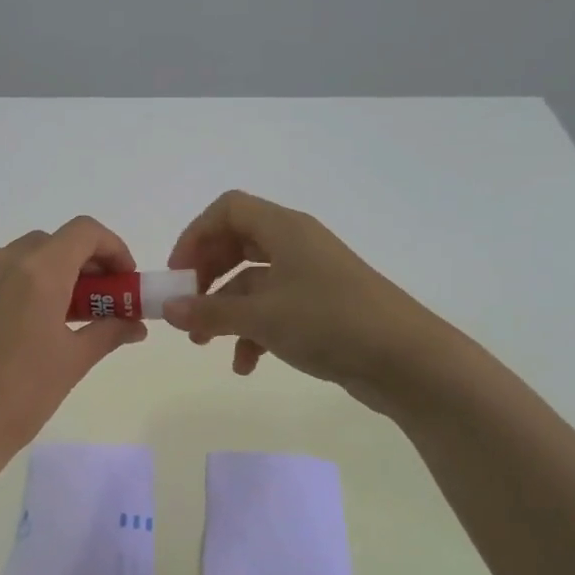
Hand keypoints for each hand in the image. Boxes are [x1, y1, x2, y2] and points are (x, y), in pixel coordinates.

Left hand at [0, 217, 146, 468]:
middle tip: (104, 300)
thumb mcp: (74, 361)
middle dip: (87, 263)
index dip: (114, 248)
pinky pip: (4, 273)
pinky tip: (37, 323)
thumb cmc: (22, 394)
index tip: (125, 281)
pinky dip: (30, 282)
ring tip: (72, 314)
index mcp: (38, 272)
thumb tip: (135, 325)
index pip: (85, 232)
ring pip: (29, 255)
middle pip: (57, 242)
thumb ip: (109, 331)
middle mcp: (5, 262)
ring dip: (57, 272)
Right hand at [163, 190, 449, 412]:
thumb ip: (210, 312)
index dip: (196, 235)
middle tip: (186, 306)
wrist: (406, 360)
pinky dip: (253, 332)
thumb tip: (167, 310)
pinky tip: (245, 365)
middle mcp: (296, 245)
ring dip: (224, 311)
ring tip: (204, 343)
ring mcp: (309, 278)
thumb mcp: (262, 317)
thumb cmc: (330, 322)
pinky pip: (273, 310)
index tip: (177, 273)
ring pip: (252, 283)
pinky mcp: (319, 309)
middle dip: (206, 276)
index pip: (228, 210)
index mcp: (284, 229)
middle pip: (236, 245)